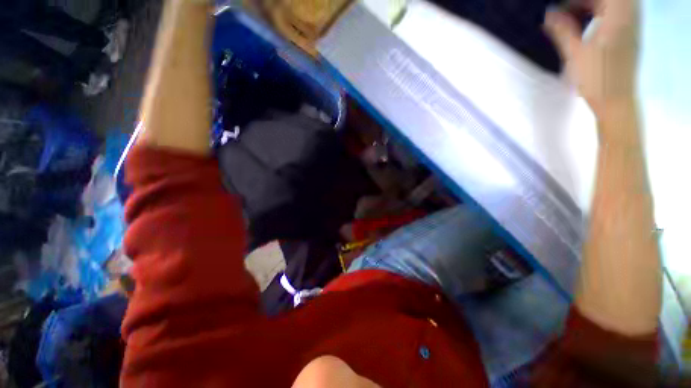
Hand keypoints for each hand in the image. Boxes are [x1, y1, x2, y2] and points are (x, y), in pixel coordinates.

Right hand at [544, 0, 639, 117]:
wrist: (616, 100)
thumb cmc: (596, 79)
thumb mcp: (575, 54)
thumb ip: (563, 31)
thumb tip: (549, 15)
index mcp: (616, 19)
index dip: (578, 0)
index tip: (562, 8)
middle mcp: (628, 18)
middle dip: (587, 2)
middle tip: (569, 11)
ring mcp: (632, 27)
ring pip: (617, 4)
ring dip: (596, 6)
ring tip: (578, 16)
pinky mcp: (631, 36)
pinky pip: (620, 14)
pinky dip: (604, 13)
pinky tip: (591, 24)